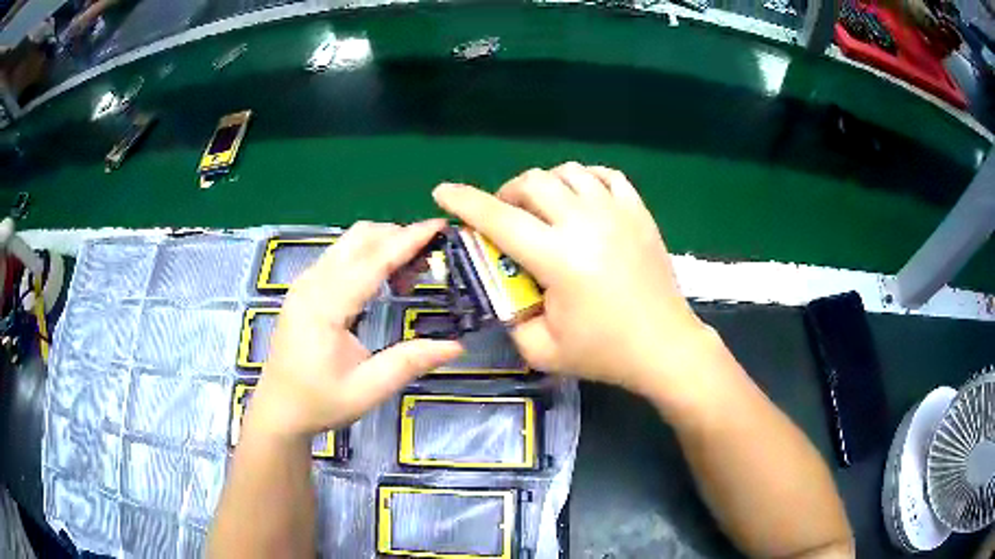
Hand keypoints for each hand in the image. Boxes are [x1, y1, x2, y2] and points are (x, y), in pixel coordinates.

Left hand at [246, 220, 462, 439]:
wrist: (278, 409)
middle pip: (360, 238)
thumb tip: (455, 346)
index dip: (408, 240)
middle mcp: (312, 283)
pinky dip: (368, 256)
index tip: (439, 225)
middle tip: (430, 262)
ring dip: (383, 246)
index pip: (372, 260)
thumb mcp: (367, 390)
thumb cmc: (320, 402)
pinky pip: (341, 256)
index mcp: (325, 306)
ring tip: (410, 277)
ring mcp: (306, 283)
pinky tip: (384, 282)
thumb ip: (409, 363)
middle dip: (398, 237)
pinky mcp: (306, 288)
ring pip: (350, 243)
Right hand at [433, 163, 716, 396]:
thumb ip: (509, 316)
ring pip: (568, 172)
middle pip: (532, 183)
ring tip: (544, 209)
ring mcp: (617, 212)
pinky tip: (580, 199)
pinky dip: (583, 180)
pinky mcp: (639, 212)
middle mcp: (585, 223)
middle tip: (506, 219)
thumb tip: (500, 286)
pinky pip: (605, 175)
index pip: (499, 219)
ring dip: (544, 185)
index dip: (465, 202)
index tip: (442, 192)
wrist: (665, 346)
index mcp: (558, 258)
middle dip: (507, 194)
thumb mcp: (542, 349)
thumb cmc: (604, 353)